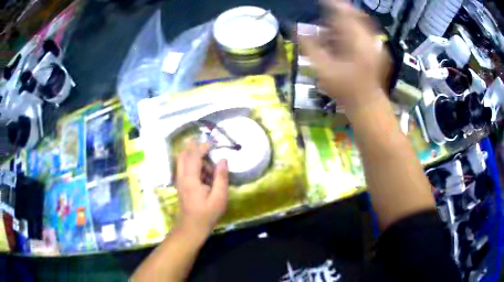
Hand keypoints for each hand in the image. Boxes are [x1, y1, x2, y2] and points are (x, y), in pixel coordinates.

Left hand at [175, 140, 228, 237]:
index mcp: (190, 179)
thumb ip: (221, 177)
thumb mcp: (219, 198)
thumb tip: (223, 159)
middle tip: (208, 146)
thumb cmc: (207, 214)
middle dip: (194, 147)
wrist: (191, 228)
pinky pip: (184, 168)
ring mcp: (179, 181)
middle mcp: (181, 177)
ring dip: (194, 157)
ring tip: (210, 166)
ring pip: (182, 161)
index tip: (214, 143)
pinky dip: (192, 164)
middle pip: (183, 154)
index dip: (203, 146)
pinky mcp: (181, 185)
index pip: (194, 156)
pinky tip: (205, 174)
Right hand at [299, 0, 386, 110]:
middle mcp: (368, 39)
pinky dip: (351, 34)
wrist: (367, 105)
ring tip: (330, 36)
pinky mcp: (377, 50)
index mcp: (356, 40)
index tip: (322, 1)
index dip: (332, 4)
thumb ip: (309, 46)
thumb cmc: (345, 89)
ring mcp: (375, 45)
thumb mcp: (323, 68)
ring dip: (344, 26)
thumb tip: (296, 29)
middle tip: (325, 22)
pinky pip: (364, 34)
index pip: (344, 13)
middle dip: (338, 16)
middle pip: (354, 16)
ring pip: (359, 25)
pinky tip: (342, 44)